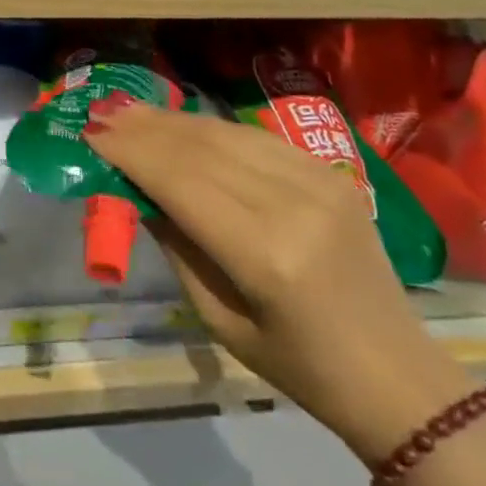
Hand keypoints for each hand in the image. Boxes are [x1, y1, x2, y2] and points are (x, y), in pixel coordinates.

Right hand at [87, 105, 478, 461]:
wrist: (395, 373)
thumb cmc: (297, 365)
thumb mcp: (219, 318)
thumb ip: (176, 245)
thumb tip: (137, 189)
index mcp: (265, 255)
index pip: (181, 181)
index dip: (131, 151)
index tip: (91, 131)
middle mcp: (293, 205)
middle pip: (199, 148)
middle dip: (143, 127)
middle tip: (101, 112)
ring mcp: (317, 181)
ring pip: (225, 133)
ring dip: (171, 120)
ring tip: (130, 112)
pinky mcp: (330, 171)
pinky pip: (254, 136)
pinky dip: (209, 128)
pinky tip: (180, 125)